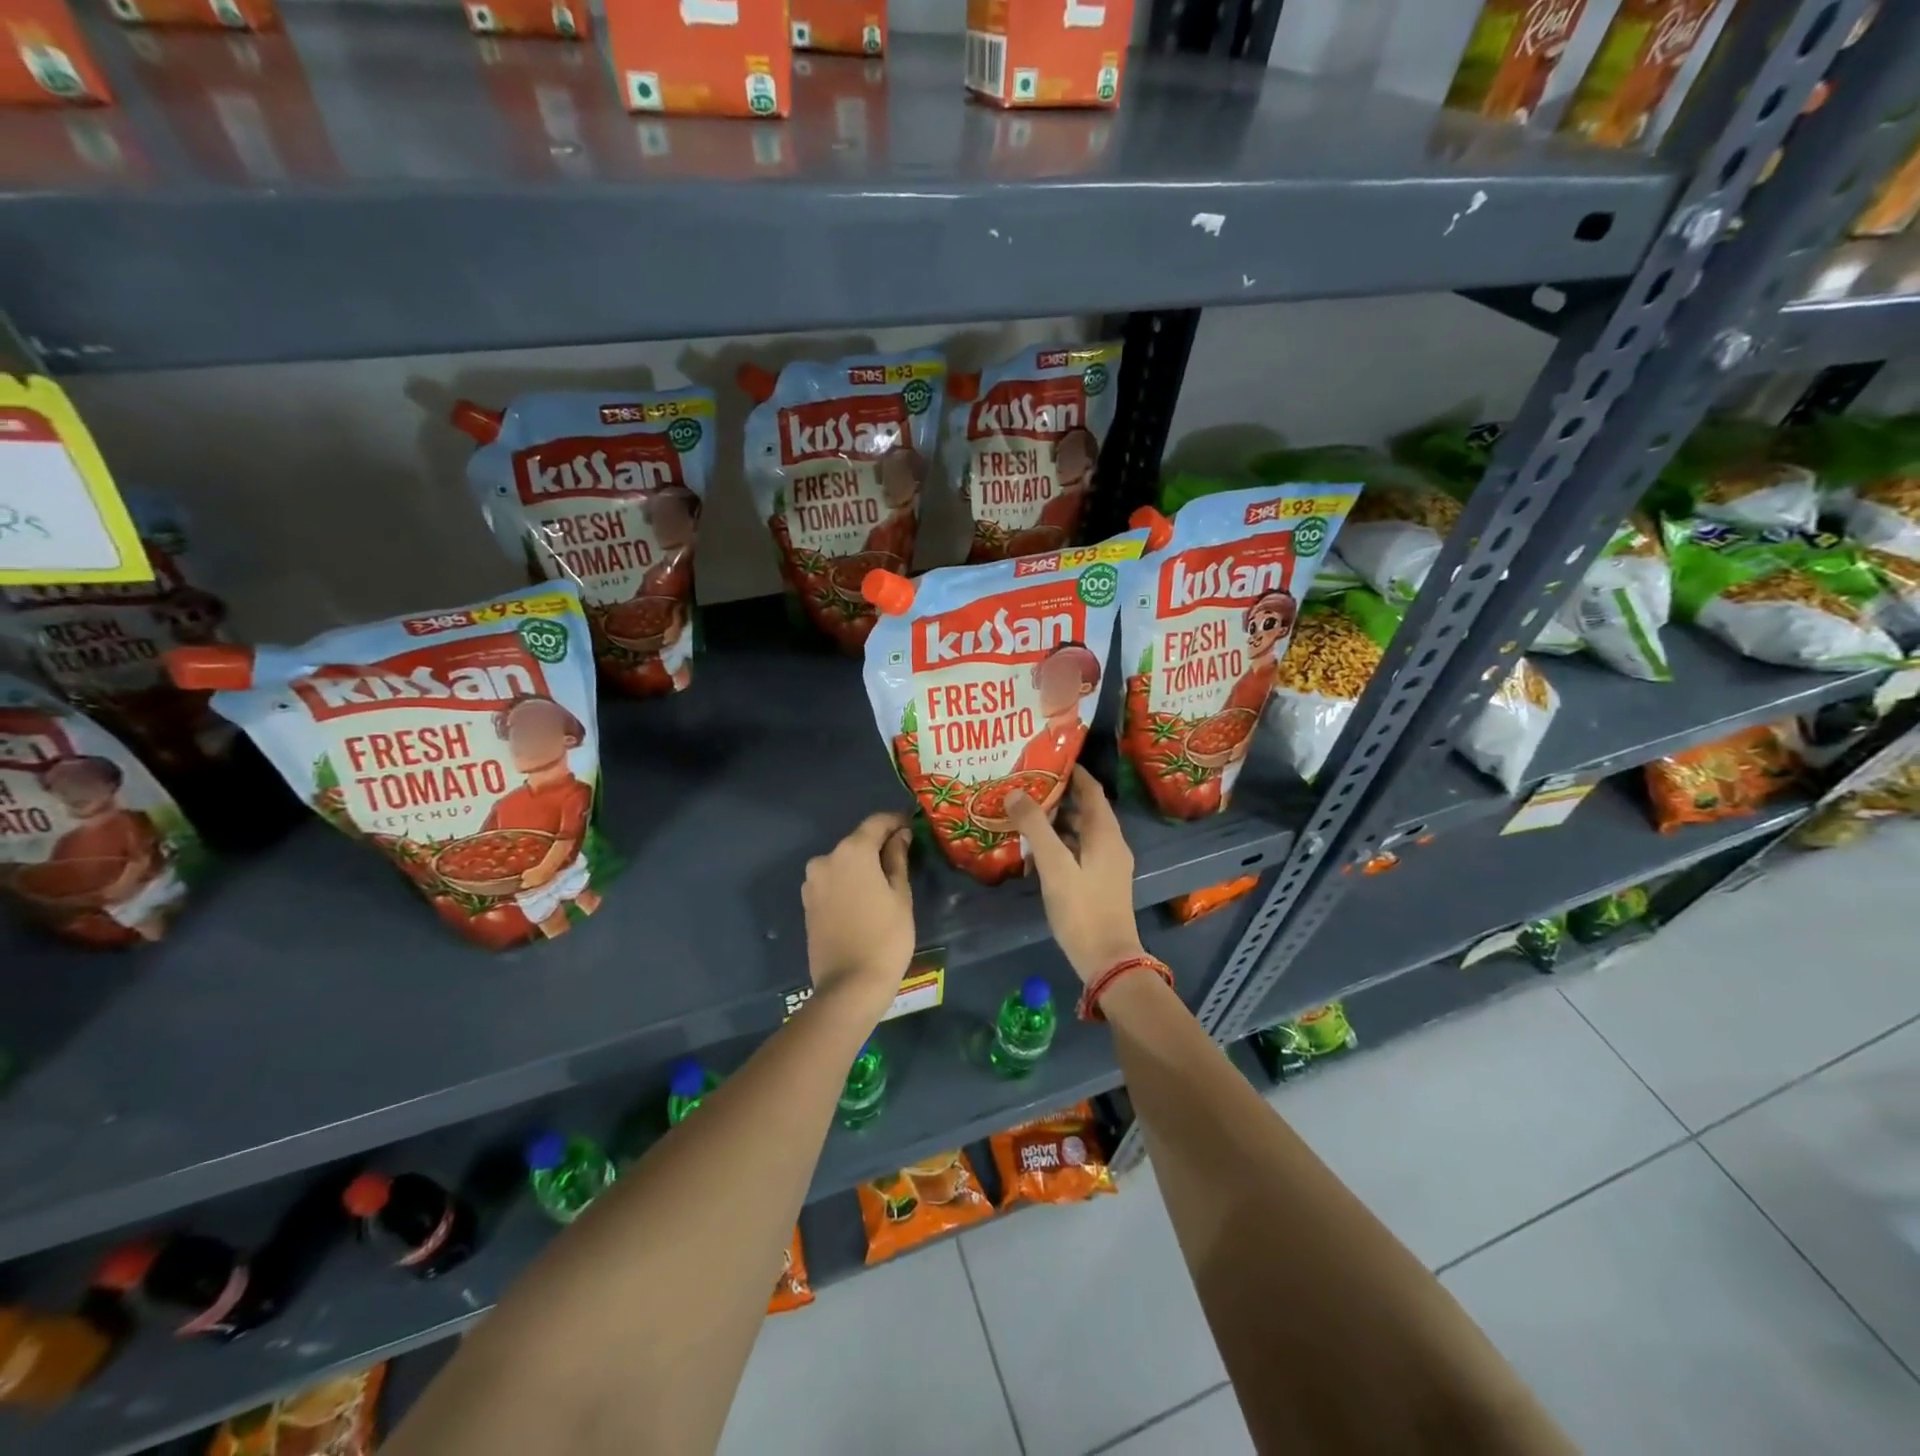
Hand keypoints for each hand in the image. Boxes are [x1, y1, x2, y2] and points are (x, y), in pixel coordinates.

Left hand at [803, 812, 914, 1017]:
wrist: (850, 985)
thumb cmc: (886, 936)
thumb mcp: (900, 895)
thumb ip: (897, 858)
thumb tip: (899, 835)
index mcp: (852, 851)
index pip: (876, 823)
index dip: (895, 821)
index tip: (911, 826)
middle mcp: (826, 859)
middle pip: (857, 842)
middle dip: (878, 845)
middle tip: (902, 857)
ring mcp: (812, 882)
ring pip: (843, 863)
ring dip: (862, 866)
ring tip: (884, 882)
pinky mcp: (808, 903)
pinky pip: (832, 882)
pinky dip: (848, 883)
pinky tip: (864, 899)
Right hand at [1005, 767, 1144, 984]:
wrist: (1107, 959)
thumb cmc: (1082, 908)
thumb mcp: (1054, 865)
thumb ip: (1035, 827)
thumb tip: (1016, 792)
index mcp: (1106, 833)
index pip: (1092, 790)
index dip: (1073, 773)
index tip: (1047, 761)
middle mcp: (1112, 844)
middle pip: (1086, 810)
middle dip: (1059, 797)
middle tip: (1027, 787)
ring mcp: (1108, 865)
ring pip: (1081, 833)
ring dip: (1057, 823)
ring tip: (1025, 816)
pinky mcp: (1100, 883)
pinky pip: (1080, 852)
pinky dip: (1060, 845)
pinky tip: (1035, 853)